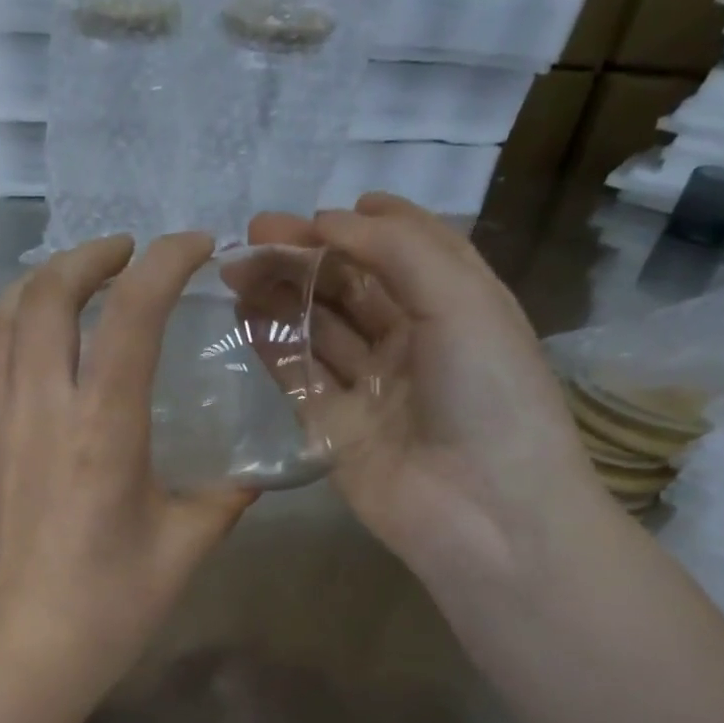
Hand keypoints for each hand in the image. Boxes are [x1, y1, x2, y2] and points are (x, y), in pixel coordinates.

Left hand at [0, 232, 256, 715]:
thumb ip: (223, 501)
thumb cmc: (108, 610)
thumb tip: (251, 480)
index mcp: (104, 429)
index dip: (166, 263)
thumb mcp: (183, 550)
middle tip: (124, 256)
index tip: (195, 247)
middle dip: (90, 258)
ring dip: (32, 283)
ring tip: (64, 279)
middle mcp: (39, 410)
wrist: (20, 659)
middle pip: (50, 298)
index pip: (133, 313)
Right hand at [250, 194, 608, 588]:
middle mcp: (413, 341)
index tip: (317, 212)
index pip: (406, 248)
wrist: (482, 510)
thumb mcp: (459, 300)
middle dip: (306, 256)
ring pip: (319, 328)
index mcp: (456, 304)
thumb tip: (330, 221)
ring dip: (282, 295)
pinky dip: (273, 346)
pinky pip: (299, 377)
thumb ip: (395, 250)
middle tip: (252, 234)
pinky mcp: (335, 428)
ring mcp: (371, 387)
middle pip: (352, 286)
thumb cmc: (487, 394)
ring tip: (237, 269)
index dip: (364, 225)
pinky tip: (244, 317)